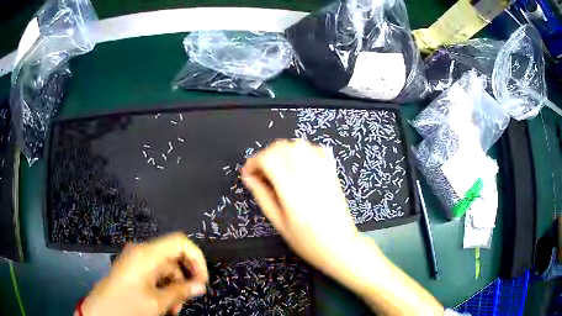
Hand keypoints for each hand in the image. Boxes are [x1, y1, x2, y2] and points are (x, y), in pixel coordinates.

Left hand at [81, 233, 207, 315]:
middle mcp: (142, 252)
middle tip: (189, 298)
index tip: (202, 282)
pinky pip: (155, 274)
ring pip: (166, 268)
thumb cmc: (128, 305)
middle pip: (173, 256)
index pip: (180, 242)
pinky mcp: (133, 270)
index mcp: (147, 254)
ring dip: (175, 287)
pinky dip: (164, 288)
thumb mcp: (157, 302)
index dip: (196, 259)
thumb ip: (181, 292)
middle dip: (185, 278)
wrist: (101, 312)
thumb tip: (200, 286)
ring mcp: (136, 260)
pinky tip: (165, 305)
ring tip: (175, 309)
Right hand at [242, 139, 359, 274]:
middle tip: (260, 173)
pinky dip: (304, 150)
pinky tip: (299, 164)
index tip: (248, 174)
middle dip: (265, 155)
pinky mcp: (332, 172)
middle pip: (282, 147)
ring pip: (299, 144)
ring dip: (283, 151)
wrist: (340, 246)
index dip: (254, 162)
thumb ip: (263, 197)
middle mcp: (308, 175)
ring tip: (277, 168)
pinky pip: (317, 149)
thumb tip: (250, 178)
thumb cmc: (308, 241)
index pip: (269, 159)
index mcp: (293, 190)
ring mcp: (323, 171)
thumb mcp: (280, 223)